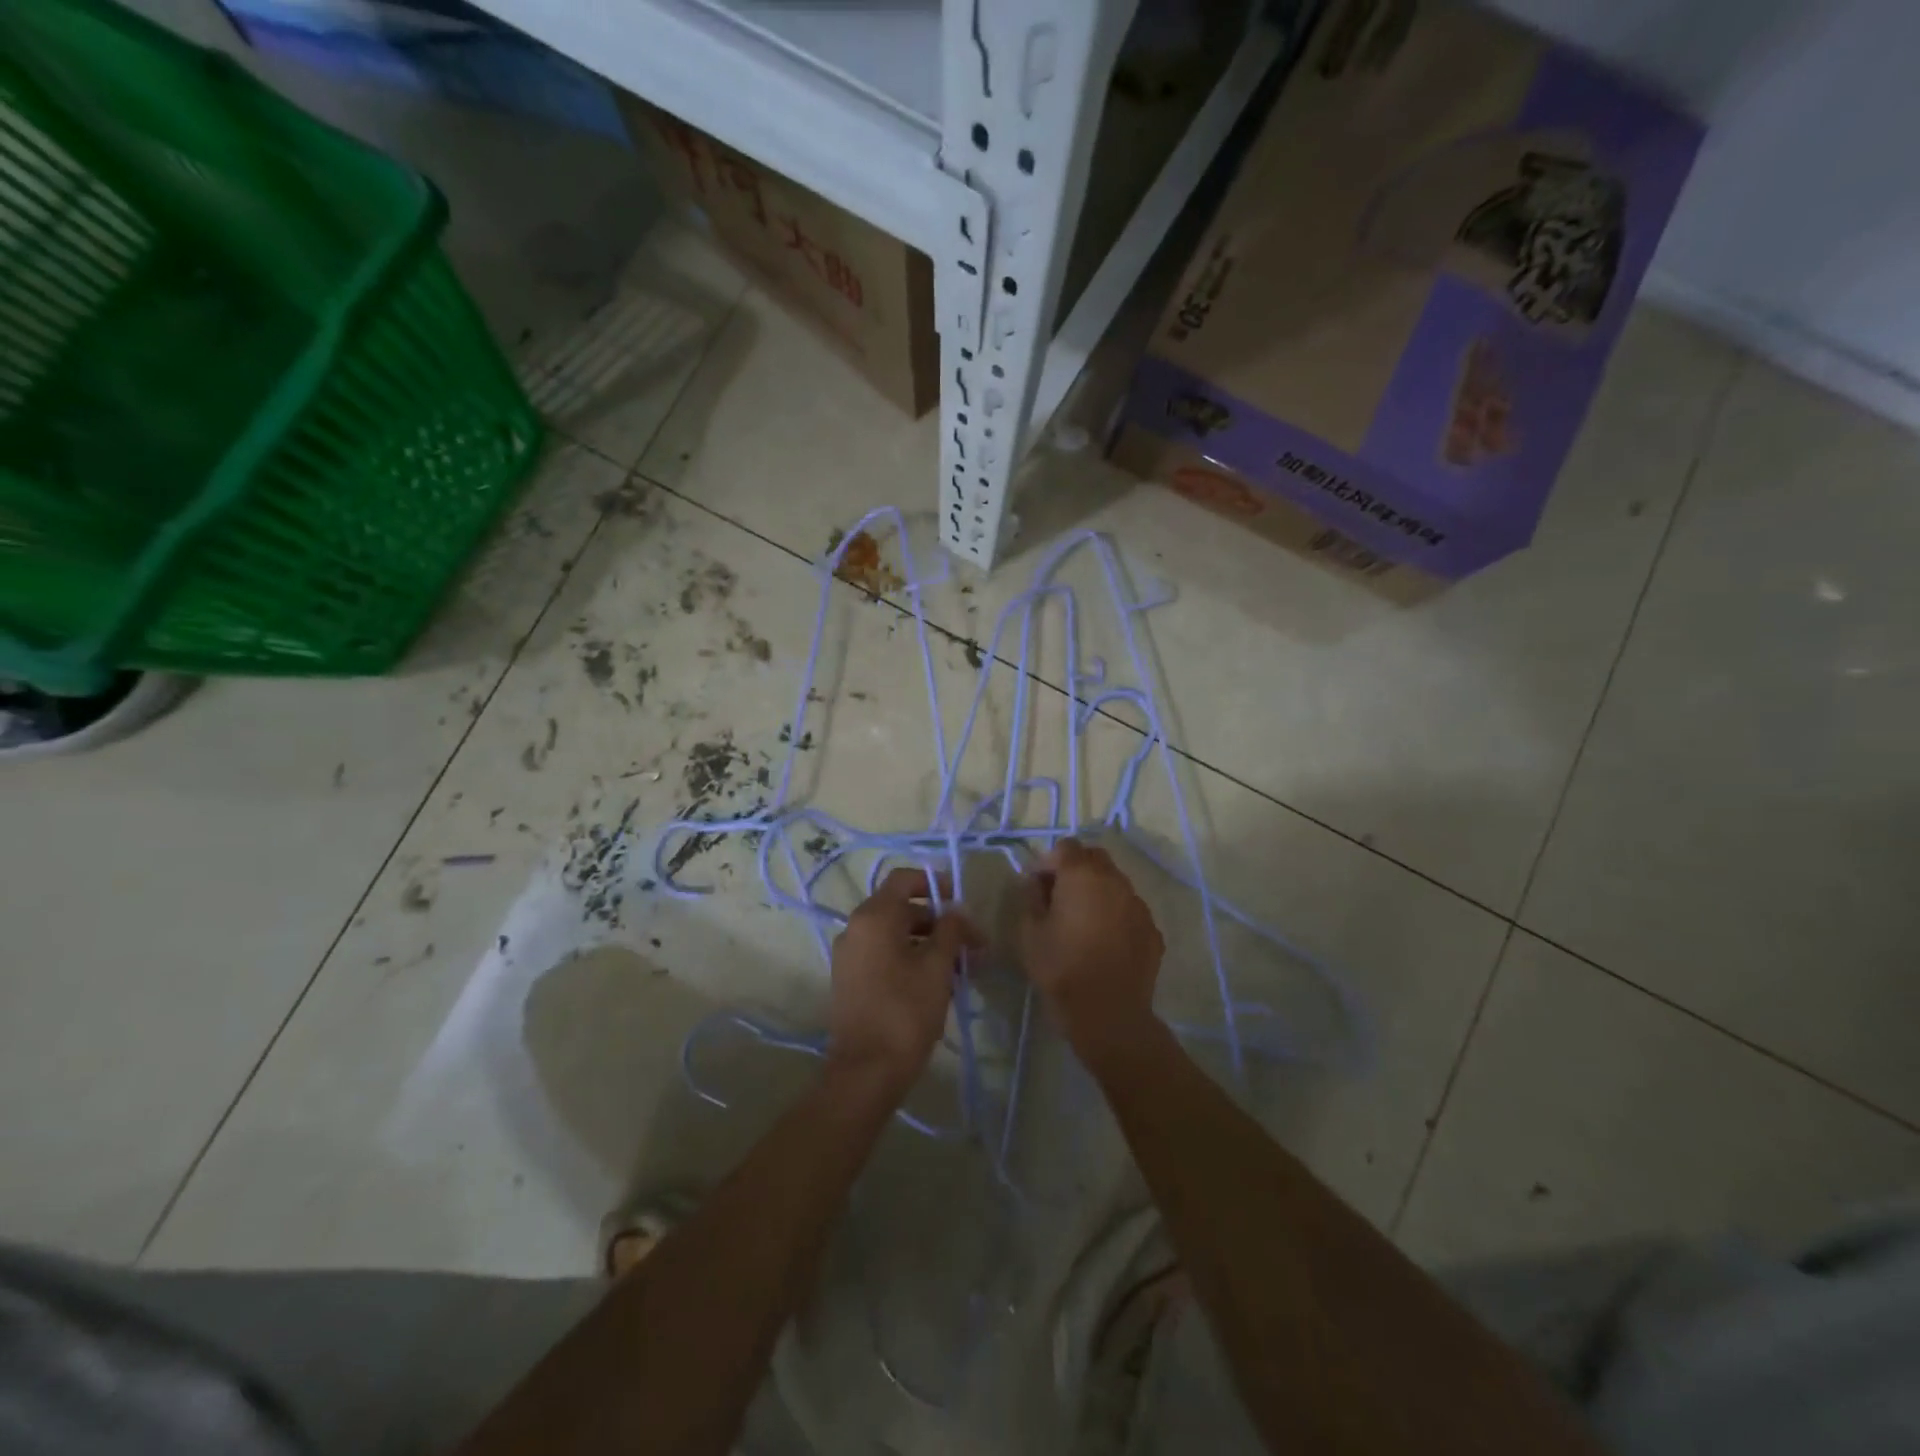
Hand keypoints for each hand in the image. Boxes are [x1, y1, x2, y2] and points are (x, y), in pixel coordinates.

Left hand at [826, 867, 979, 1099]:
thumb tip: (957, 912)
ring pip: (895, 935)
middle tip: (972, 945)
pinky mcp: (850, 980)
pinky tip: (938, 983)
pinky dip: (910, 958)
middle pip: (902, 909)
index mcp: (874, 916)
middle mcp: (855, 928)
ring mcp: (849, 955)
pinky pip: (884, 955)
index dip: (935, 883)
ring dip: (929, 943)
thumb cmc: (905, 1011)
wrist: (866, 1071)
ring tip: (962, 969)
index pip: (904, 879)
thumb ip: (950, 930)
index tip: (961, 901)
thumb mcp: (937, 966)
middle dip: (940, 922)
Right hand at [1019, 838, 1163, 1048]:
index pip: (1065, 847)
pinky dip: (1115, 914)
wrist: (1109, 1015)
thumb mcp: (1030, 932)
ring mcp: (1138, 905)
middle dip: (1075, 869)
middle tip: (1058, 896)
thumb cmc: (1061, 969)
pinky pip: (1130, 909)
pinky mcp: (1152, 930)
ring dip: (1097, 890)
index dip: (1048, 862)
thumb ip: (1031, 897)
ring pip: (1115, 883)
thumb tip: (1036, 882)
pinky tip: (1104, 940)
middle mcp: (1115, 881)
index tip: (1036, 885)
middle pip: (1094, 858)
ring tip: (1082, 920)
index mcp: (1082, 876)